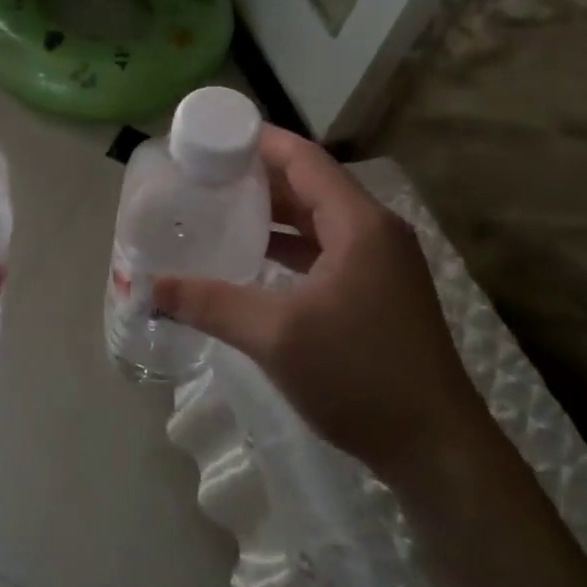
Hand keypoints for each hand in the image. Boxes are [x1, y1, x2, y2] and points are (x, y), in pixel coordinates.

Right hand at [153, 128, 484, 478]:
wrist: (436, 449)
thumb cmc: (359, 376)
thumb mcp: (275, 335)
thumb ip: (209, 302)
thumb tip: (149, 286)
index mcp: (359, 223)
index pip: (304, 158)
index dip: (257, 141)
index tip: (211, 136)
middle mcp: (374, 231)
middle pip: (310, 184)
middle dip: (258, 176)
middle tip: (204, 173)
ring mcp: (381, 263)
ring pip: (318, 219)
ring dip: (273, 212)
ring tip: (219, 207)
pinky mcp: (378, 293)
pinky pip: (326, 249)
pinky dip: (290, 246)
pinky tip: (254, 257)